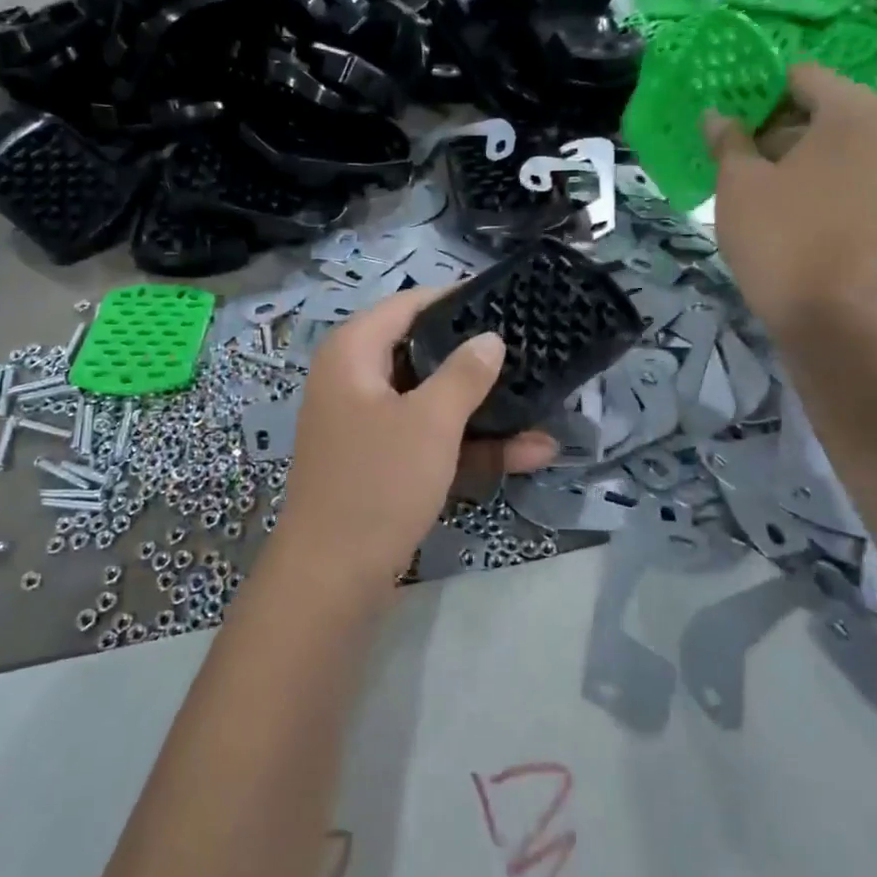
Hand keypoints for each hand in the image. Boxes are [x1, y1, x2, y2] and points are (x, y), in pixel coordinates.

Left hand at [274, 287, 556, 582]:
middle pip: (422, 355)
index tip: (503, 300)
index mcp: (352, 354)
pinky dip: (468, 446)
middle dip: (476, 360)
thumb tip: (489, 338)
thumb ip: (464, 374)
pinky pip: (427, 441)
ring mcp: (367, 426)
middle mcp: (354, 382)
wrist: (333, 577)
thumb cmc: (378, 482)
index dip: (453, 299)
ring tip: (543, 404)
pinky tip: (527, 453)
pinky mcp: (381, 464)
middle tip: (529, 351)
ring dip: (484, 411)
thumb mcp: (430, 421)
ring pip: (431, 403)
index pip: (406, 306)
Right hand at [704, 62, 876, 336]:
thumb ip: (728, 139)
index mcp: (851, 110)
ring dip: (796, 146)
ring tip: (755, 173)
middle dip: (778, 120)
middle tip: (738, 148)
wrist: (822, 306)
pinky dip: (818, 167)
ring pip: (835, 134)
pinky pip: (848, 161)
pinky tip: (784, 192)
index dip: (761, 92)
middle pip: (821, 103)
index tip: (730, 119)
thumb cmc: (777, 233)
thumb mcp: (738, 182)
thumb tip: (717, 114)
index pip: (801, 76)